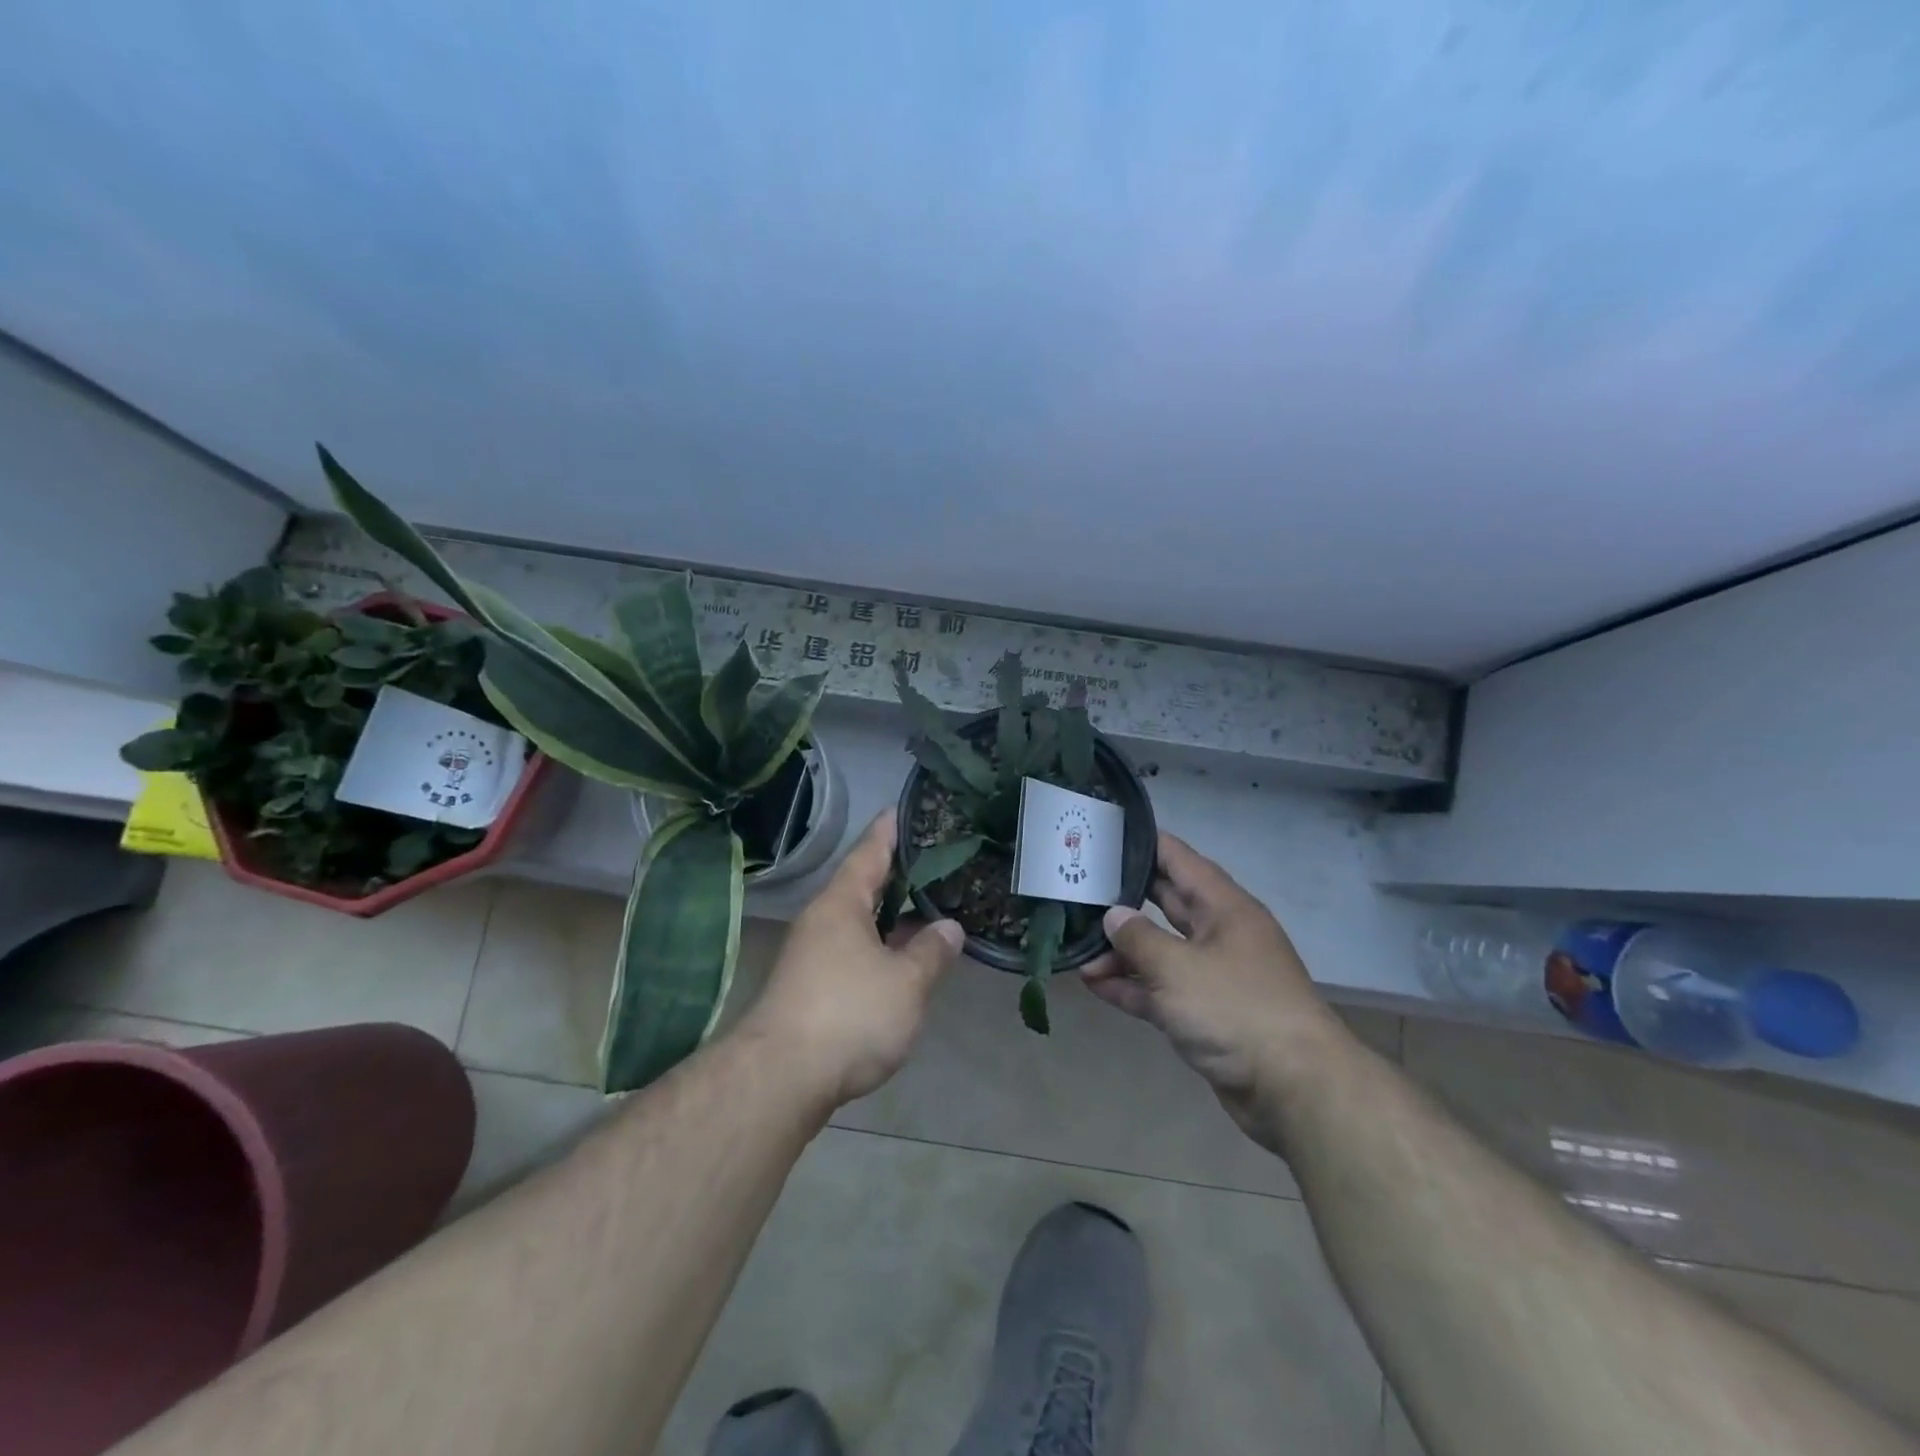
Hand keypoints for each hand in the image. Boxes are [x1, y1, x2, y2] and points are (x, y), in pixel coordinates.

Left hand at [739, 813, 963, 1107]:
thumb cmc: (849, 1014)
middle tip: (931, 859)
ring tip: (925, 908)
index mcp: (841, 905)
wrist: (780, 1079)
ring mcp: (811, 957)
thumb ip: (931, 952)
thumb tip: (949, 927)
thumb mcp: (905, 982)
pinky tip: (900, 961)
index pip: (868, 853)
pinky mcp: (809, 990)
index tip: (901, 808)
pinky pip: (852, 953)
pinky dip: (879, 948)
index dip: (888, 831)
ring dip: (888, 917)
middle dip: (894, 875)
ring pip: (857, 924)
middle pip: (861, 887)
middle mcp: (821, 922)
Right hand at [1082, 834, 1346, 1134]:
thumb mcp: (1179, 968)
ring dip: (1121, 951)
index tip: (1105, 833)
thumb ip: (1139, 938)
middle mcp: (1219, 934)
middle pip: (1166, 904)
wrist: (1295, 1089)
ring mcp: (1213, 976)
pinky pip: (1161, 990)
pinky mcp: (1205, 1014)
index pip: (1179, 860)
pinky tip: (1095, 984)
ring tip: (1077, 949)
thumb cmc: (1237, 1010)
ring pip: (1160, 950)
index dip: (1144, 843)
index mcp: (1224, 908)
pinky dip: (1132, 986)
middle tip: (1079, 885)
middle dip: (1124, 897)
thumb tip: (1113, 915)